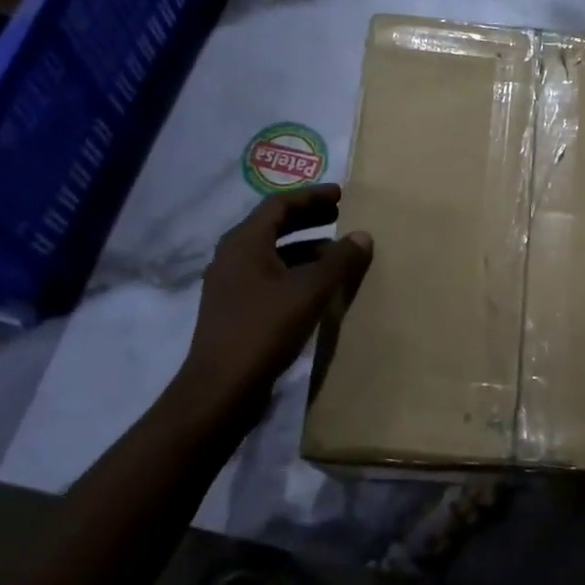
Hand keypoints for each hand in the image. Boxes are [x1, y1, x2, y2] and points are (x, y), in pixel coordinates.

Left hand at [179, 185, 372, 413]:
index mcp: (244, 242)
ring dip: (305, 249)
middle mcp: (232, 257)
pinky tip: (318, 288)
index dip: (312, 197)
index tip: (341, 195)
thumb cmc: (264, 329)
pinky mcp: (236, 311)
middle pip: (274, 226)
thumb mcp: (309, 291)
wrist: (221, 389)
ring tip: (337, 254)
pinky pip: (270, 278)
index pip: (280, 204)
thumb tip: (363, 236)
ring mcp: (231, 285)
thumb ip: (339, 261)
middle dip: (309, 220)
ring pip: (273, 254)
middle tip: (341, 217)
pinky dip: (295, 273)